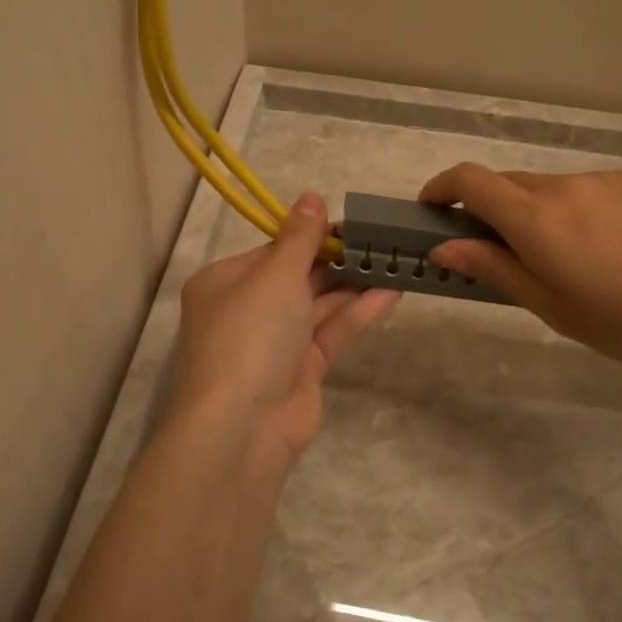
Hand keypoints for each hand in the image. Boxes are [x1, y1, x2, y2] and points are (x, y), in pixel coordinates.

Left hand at [172, 193, 399, 482]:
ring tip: (396, 259)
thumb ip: (300, 239)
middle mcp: (247, 309)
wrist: (243, 426)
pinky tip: (392, 290)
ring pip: (318, 304)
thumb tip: (311, 196)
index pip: (272, 250)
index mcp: (225, 282)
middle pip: (297, 276)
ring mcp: (275, 342)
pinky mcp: (302, 369)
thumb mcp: (275, 275)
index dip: (311, 235)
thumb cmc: (250, 334)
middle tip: (382, 239)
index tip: (350, 223)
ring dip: (354, 283)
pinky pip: (332, 331)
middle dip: (337, 259)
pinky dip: (359, 311)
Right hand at [417, 163, 621, 374]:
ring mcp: (605, 180)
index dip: (441, 188)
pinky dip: (571, 212)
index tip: (430, 210)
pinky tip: (605, 251)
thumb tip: (444, 248)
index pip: (470, 180)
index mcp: (537, 218)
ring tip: (562, 262)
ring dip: (533, 214)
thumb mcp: (553, 307)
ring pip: (548, 189)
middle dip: (487, 210)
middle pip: (507, 184)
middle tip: (496, 255)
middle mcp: (565, 186)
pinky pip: (585, 191)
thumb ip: (495, 269)